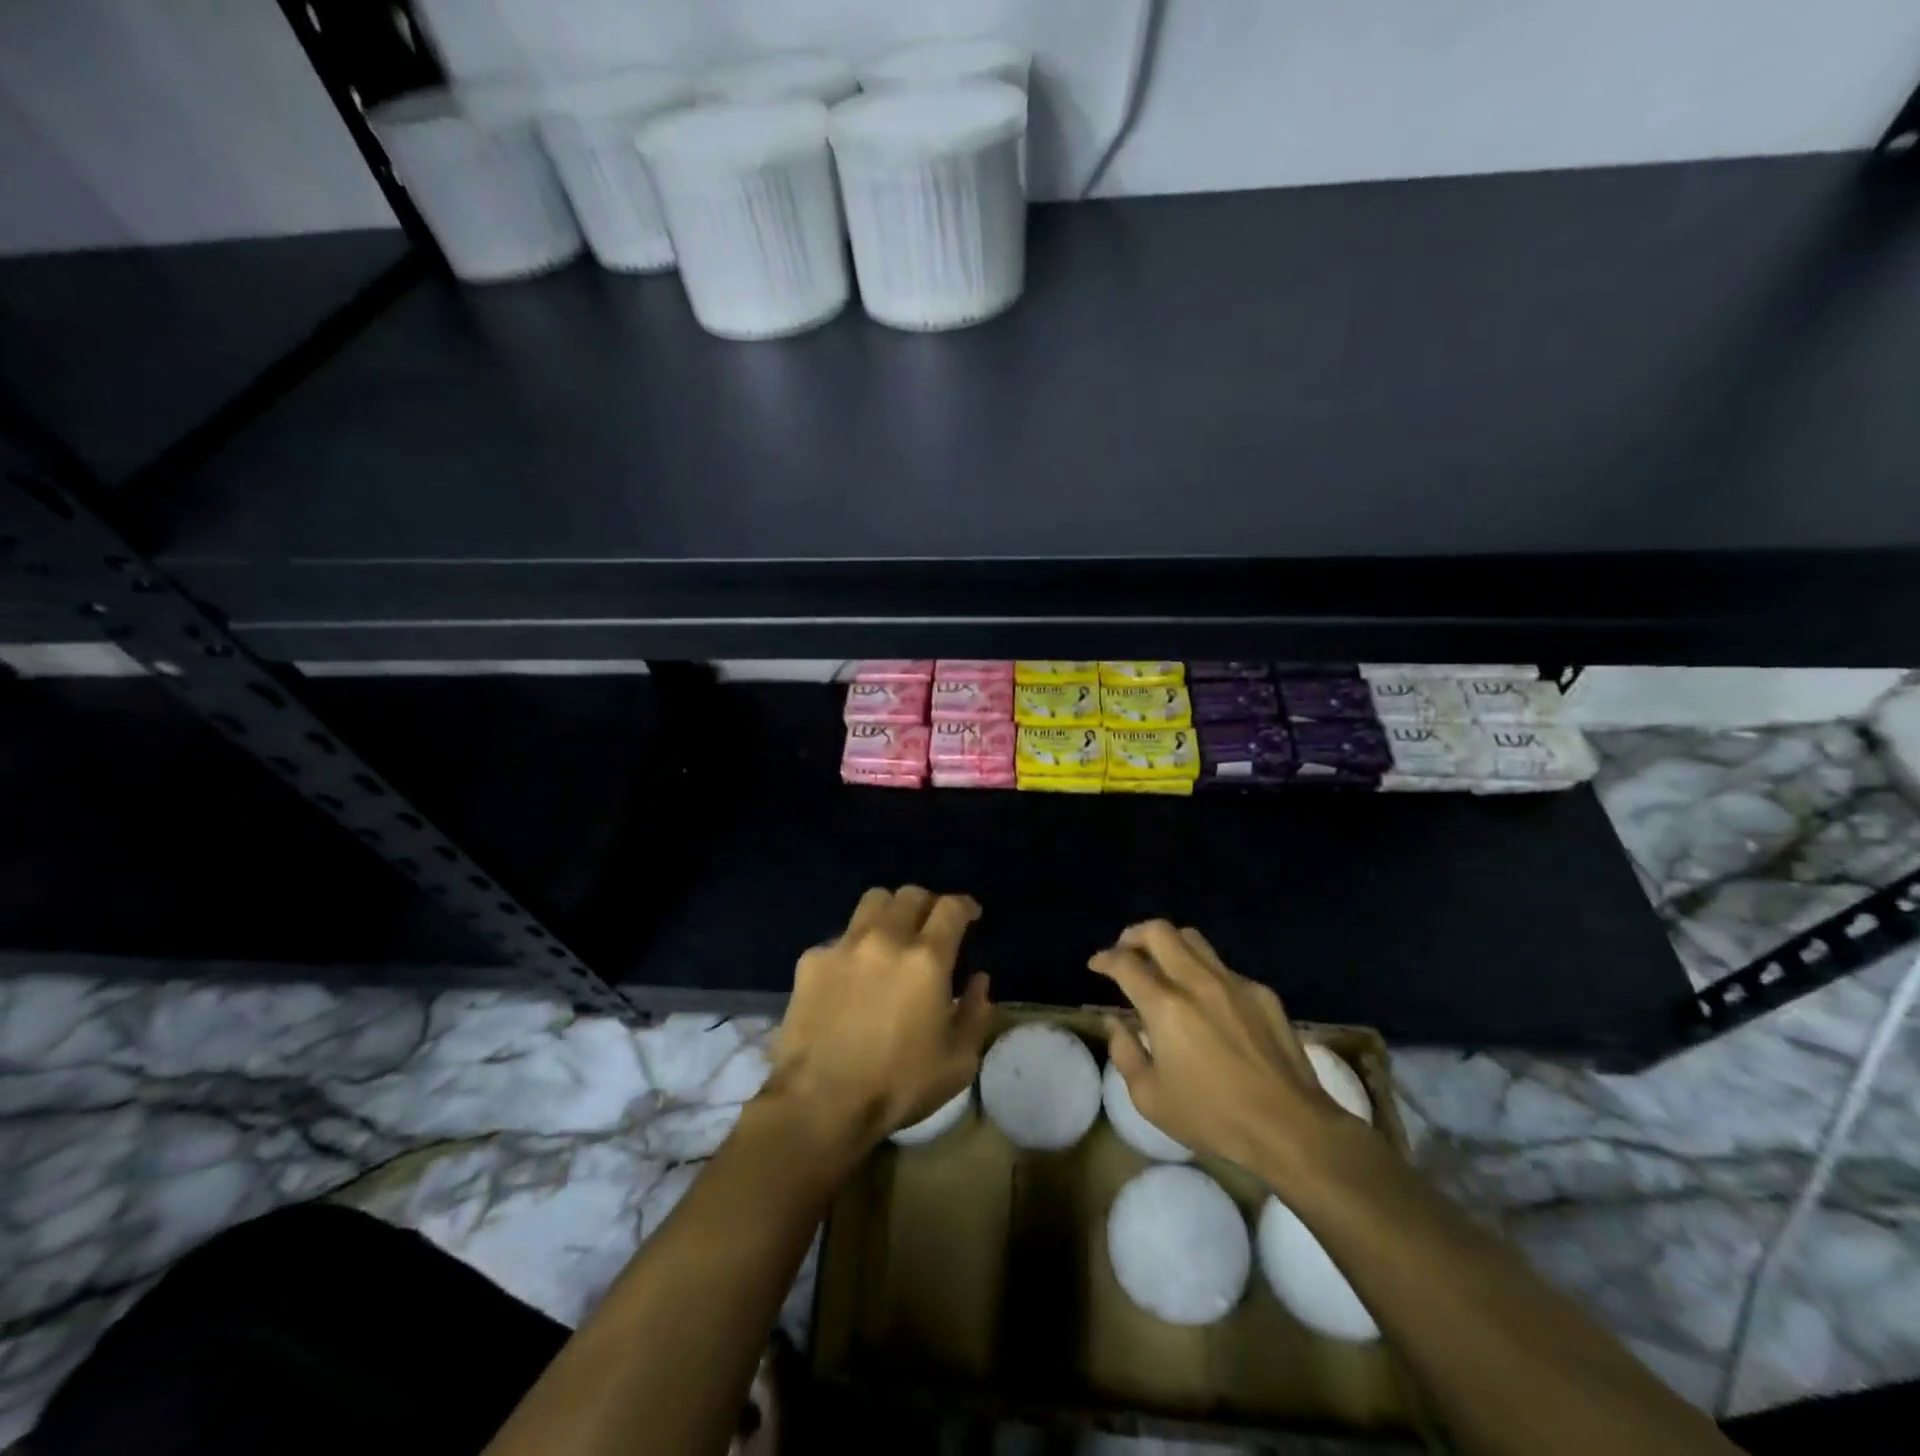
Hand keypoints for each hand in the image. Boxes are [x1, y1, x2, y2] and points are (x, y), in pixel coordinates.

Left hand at [766, 886, 992, 1158]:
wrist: (819, 1103)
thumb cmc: (897, 1086)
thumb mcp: (958, 1062)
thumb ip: (976, 1013)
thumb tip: (979, 980)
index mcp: (927, 959)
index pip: (951, 907)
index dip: (965, 906)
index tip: (971, 915)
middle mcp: (886, 938)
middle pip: (911, 894)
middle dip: (928, 904)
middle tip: (932, 925)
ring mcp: (844, 945)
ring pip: (873, 901)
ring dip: (890, 911)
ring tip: (892, 934)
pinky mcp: (811, 960)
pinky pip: (840, 937)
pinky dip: (854, 946)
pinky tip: (852, 974)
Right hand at [1090, 921, 1356, 1178]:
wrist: (1290, 1127)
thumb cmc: (1213, 1117)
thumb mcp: (1150, 1098)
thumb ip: (1124, 1052)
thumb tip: (1116, 1022)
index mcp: (1165, 1006)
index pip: (1125, 963)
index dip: (1105, 959)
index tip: (1097, 965)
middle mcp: (1196, 981)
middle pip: (1159, 931)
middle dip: (1134, 936)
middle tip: (1125, 952)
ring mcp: (1233, 983)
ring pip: (1193, 939)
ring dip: (1169, 944)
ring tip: (1161, 965)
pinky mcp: (1261, 993)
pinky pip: (1223, 967)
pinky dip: (1203, 972)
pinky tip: (1205, 1000)